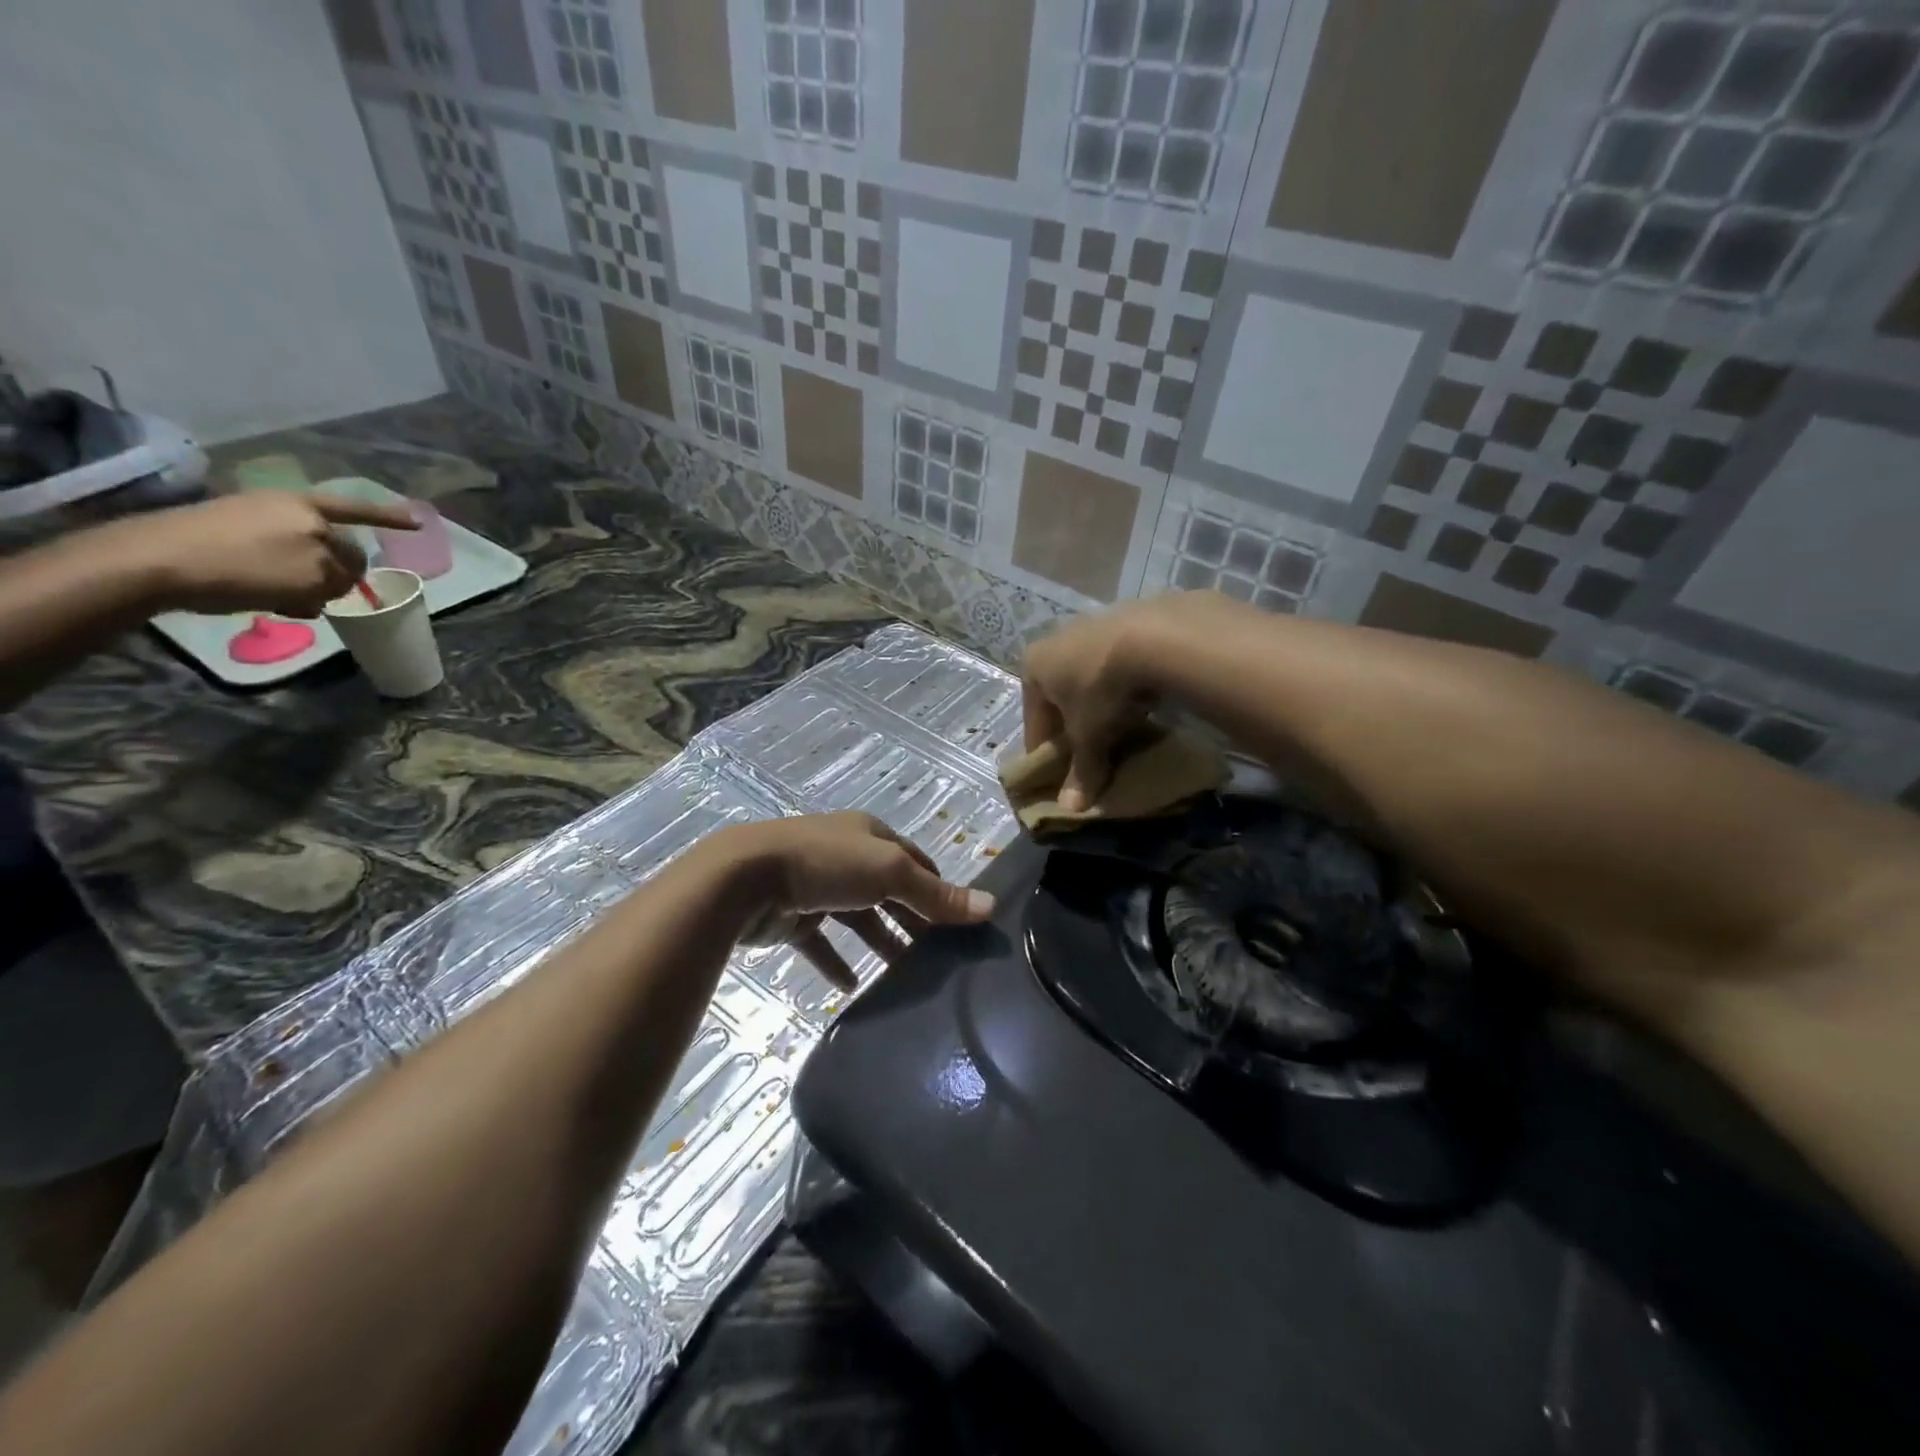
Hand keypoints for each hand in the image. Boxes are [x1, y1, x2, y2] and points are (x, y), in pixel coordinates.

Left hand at [122, 492, 419, 617]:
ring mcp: (251, 517)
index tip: (419, 523)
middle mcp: (285, 507)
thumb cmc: (243, 569)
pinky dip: (280, 580)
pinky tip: (268, 600)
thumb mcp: (311, 577)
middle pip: (335, 541)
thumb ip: (342, 574)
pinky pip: (273, 557)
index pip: (361, 513)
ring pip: (304, 554)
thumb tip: (345, 575)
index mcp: (309, 510)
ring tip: (294, 605)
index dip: (391, 519)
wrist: (152, 565)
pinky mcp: (223, 532)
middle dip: (340, 570)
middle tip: (330, 598)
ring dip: (309, 581)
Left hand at [711, 812, 993, 988]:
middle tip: (940, 955)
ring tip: (905, 975)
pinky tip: (852, 987)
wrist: (745, 878)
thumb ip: (935, 894)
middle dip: (912, 919)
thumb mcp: (889, 873)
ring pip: (856, 917)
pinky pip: (819, 942)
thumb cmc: (826, 864)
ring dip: (880, 942)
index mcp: (869, 836)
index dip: (937, 887)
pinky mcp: (790, 916)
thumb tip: (990, 906)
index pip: (914, 860)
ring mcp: (815, 885)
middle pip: (888, 890)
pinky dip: (836, 962)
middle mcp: (845, 856)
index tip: (960, 921)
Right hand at [1021, 596, 1213, 809]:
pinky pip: (1118, 664)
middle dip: (1072, 725)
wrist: (1154, 636)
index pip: (1033, 719)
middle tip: (1089, 753)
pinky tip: (1141, 700)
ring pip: (1089, 677)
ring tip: (1119, 729)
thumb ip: (1080, 771)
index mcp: (1033, 666)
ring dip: (1099, 703)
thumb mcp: (1089, 736)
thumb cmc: (1101, 689)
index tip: (1056, 774)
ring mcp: (1092, 625)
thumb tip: (1070, 810)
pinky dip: (1124, 685)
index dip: (1044, 751)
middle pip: (1059, 695)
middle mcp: (1055, 640)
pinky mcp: (1127, 620)